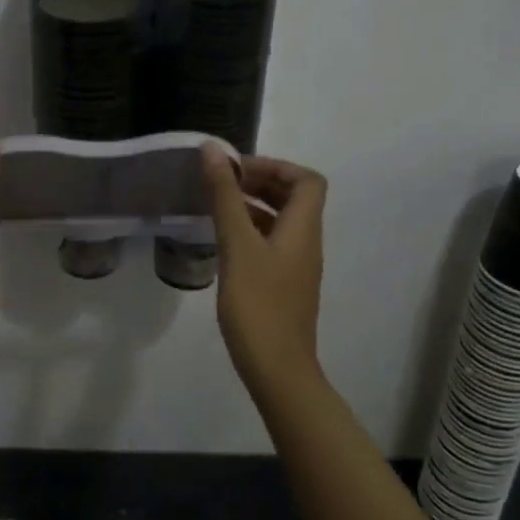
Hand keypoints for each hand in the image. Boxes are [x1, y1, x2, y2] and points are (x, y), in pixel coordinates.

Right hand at [202, 147, 327, 392]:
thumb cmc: (258, 304)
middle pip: (294, 198)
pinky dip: (250, 231)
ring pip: (280, 221)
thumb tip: (213, 150)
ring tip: (215, 207)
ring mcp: (296, 266)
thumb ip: (225, 196)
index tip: (237, 169)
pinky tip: (222, 242)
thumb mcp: (237, 245)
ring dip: (253, 206)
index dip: (275, 166)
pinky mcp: (284, 285)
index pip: (307, 180)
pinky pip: (271, 243)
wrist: (277, 370)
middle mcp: (306, 242)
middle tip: (221, 183)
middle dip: (260, 182)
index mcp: (303, 228)